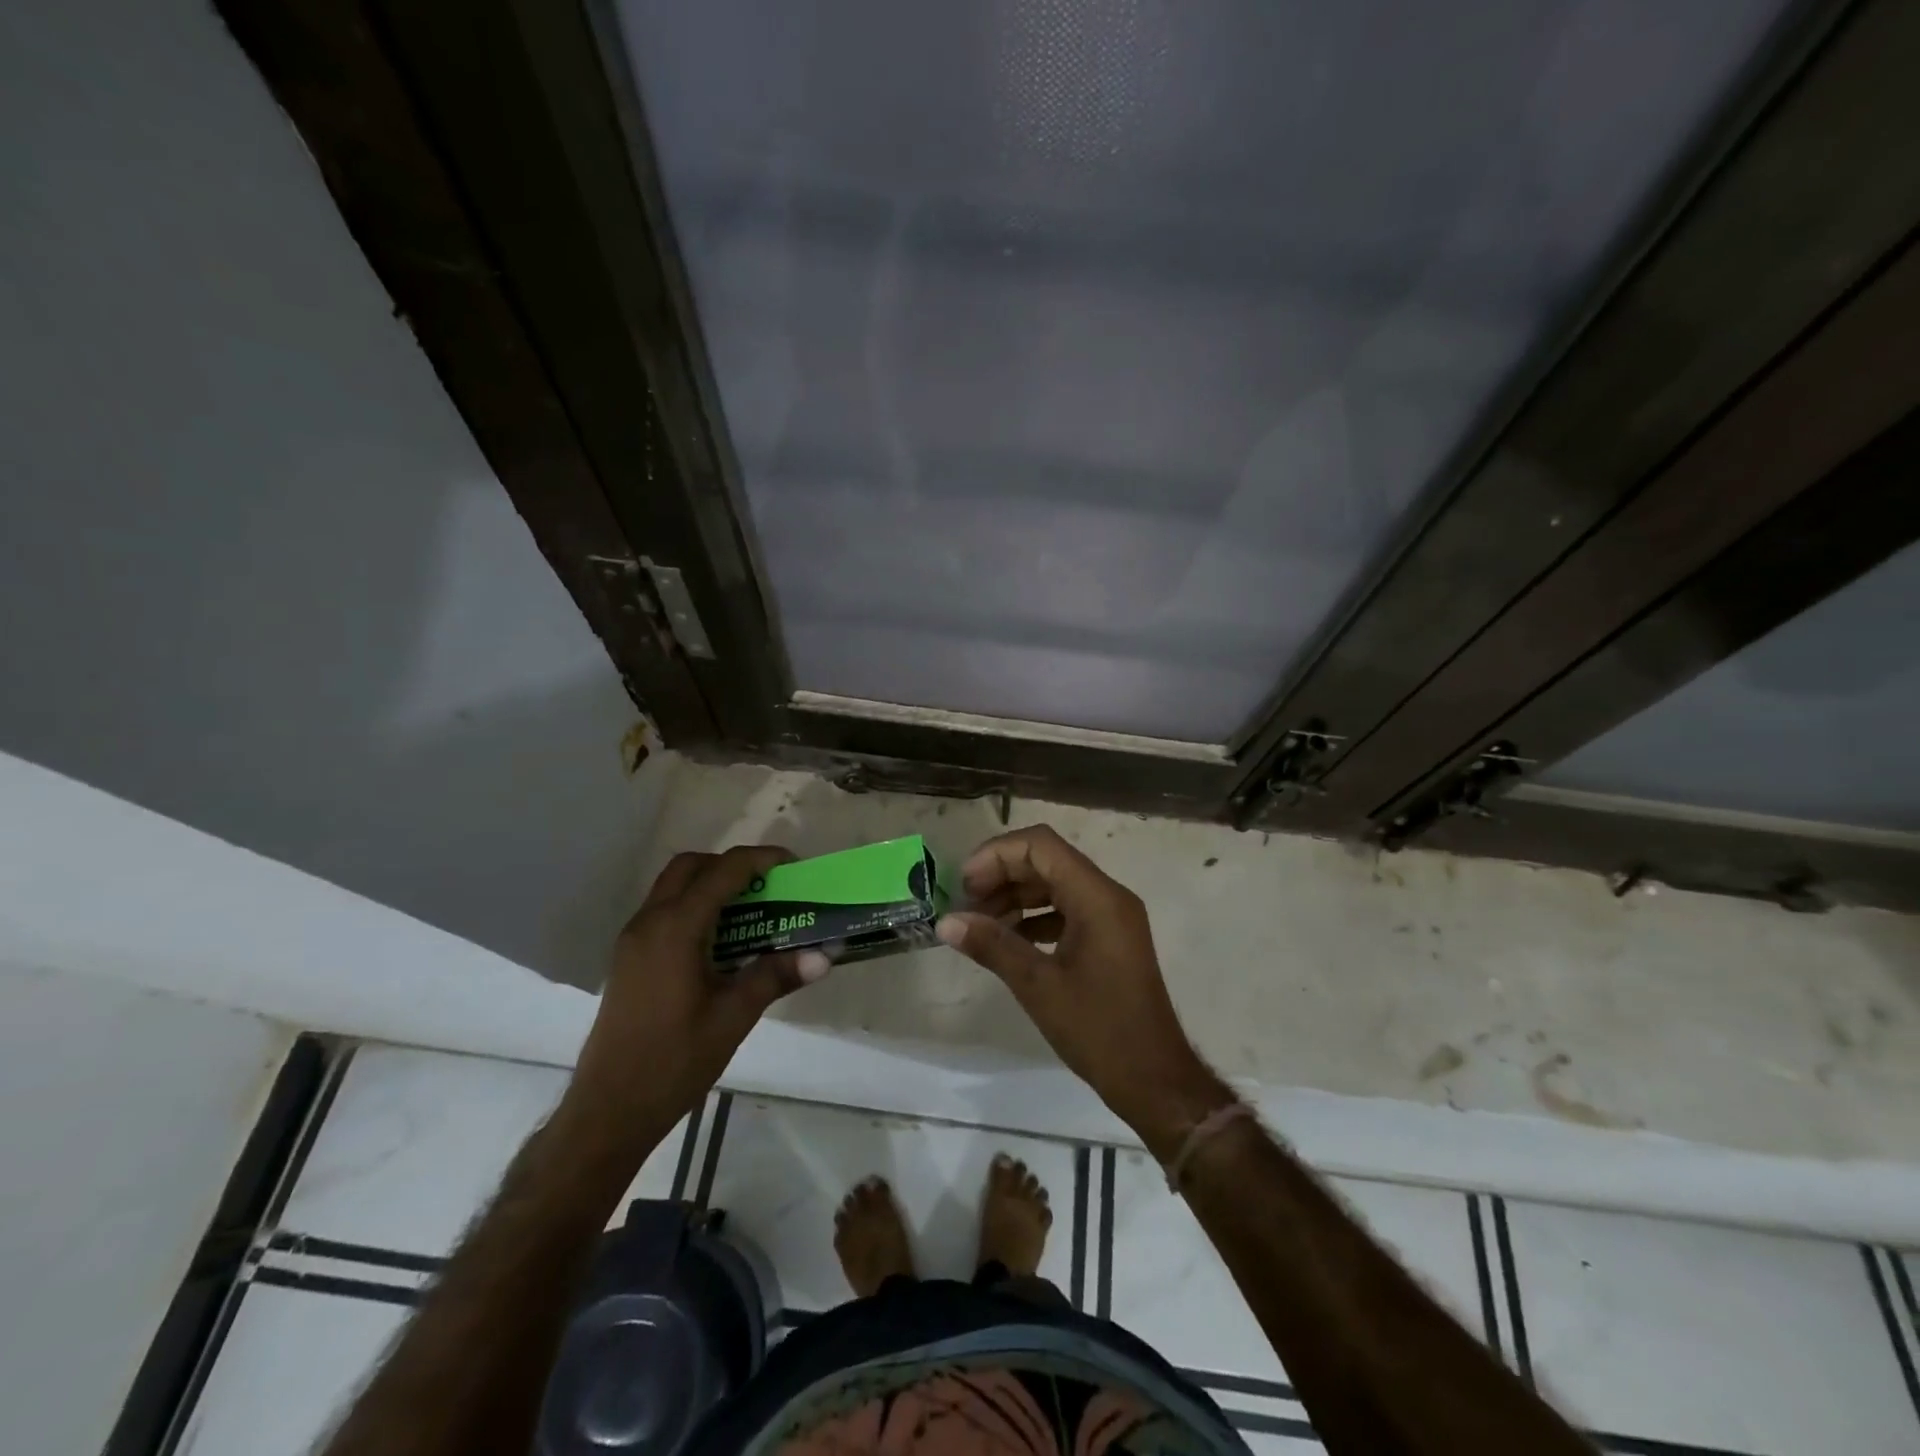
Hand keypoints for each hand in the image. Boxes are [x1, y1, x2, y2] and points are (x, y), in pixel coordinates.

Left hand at [569, 846, 829, 1147]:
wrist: (609, 1110)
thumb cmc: (673, 1061)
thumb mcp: (733, 1017)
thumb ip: (776, 976)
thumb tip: (824, 955)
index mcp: (676, 928)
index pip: (724, 871)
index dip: (762, 859)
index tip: (795, 867)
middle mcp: (649, 922)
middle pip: (692, 866)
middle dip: (733, 865)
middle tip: (769, 886)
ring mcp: (633, 939)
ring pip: (673, 887)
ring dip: (712, 884)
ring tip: (751, 911)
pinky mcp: (628, 958)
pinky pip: (664, 910)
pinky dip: (694, 906)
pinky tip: (720, 941)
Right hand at [936, 825, 1228, 1157]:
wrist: (1154, 1079)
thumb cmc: (1099, 1030)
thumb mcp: (1038, 986)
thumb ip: (992, 946)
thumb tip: (946, 922)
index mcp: (1097, 897)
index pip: (1041, 846)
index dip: (997, 855)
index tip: (965, 884)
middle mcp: (1108, 895)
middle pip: (1046, 860)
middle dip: (1002, 874)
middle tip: (965, 904)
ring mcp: (1111, 916)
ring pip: (1055, 883)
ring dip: (1015, 895)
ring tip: (978, 922)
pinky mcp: (1109, 937)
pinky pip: (1066, 908)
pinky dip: (1034, 916)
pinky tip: (1006, 939)